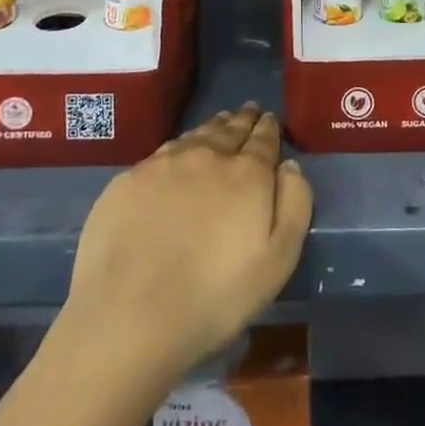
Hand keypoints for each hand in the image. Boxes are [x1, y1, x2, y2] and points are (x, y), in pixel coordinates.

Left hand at [63, 105, 312, 384]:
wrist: (130, 314)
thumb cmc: (215, 296)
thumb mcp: (277, 261)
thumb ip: (294, 205)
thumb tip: (290, 166)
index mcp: (247, 173)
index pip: (263, 139)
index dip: (268, 127)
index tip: (269, 118)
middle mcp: (208, 155)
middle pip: (229, 129)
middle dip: (242, 120)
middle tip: (248, 111)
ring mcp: (165, 164)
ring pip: (196, 135)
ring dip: (212, 128)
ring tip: (219, 124)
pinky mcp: (130, 179)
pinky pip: (163, 152)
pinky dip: (179, 147)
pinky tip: (178, 154)